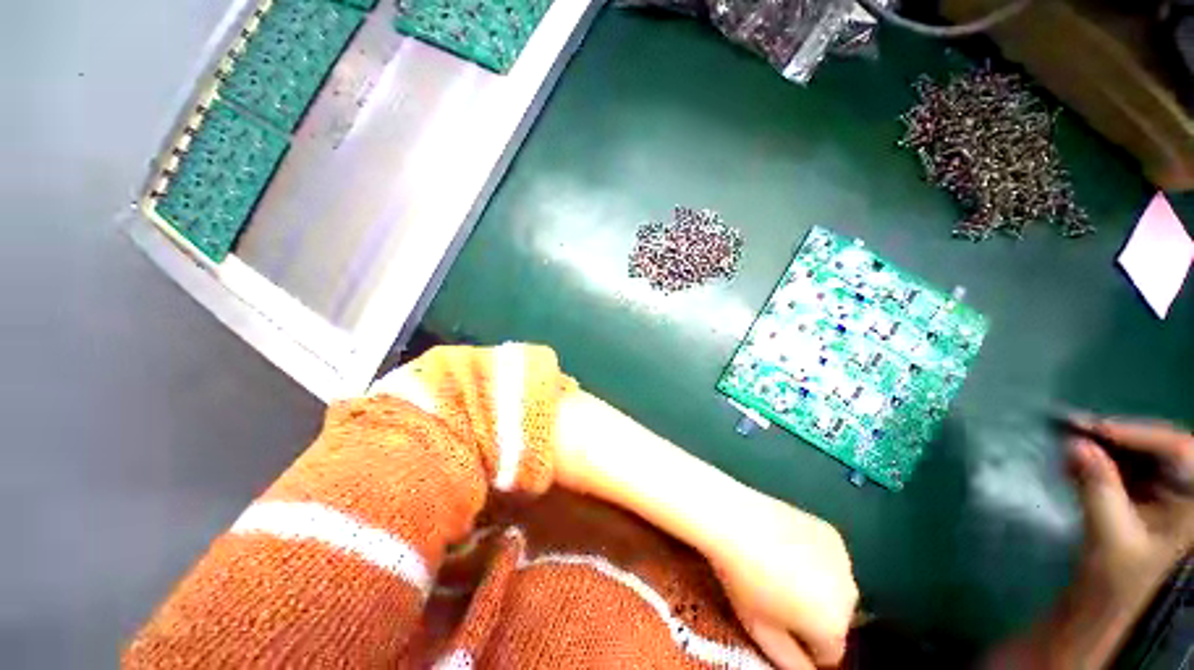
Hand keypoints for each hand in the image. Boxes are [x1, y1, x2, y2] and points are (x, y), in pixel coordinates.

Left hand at [707, 496, 858, 669]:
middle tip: (776, 592)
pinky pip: (828, 557)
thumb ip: (790, 663)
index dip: (802, 642)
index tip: (777, 621)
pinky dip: (814, 556)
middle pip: (834, 618)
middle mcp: (850, 595)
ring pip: (833, 587)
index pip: (829, 653)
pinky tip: (784, 543)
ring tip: (777, 565)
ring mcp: (843, 559)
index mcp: (834, 625)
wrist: (733, 518)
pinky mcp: (831, 532)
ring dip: (816, 585)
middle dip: (812, 614)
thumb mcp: (760, 631)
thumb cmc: (742, 578)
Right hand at [1066, 417, 1193, 600]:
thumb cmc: (1115, 579)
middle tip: (1076, 427)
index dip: (1138, 432)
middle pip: (1161, 448)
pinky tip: (1077, 458)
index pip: (1179, 450)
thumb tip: (1075, 443)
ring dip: (1107, 447)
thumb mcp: (1109, 535)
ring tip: (1071, 440)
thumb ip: (1096, 487)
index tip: (1093, 426)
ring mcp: (1170, 494)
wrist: (1106, 606)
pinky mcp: (1149, 496)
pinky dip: (1102, 460)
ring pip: (1143, 455)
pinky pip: (1130, 467)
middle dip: (1119, 437)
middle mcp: (1188, 492)